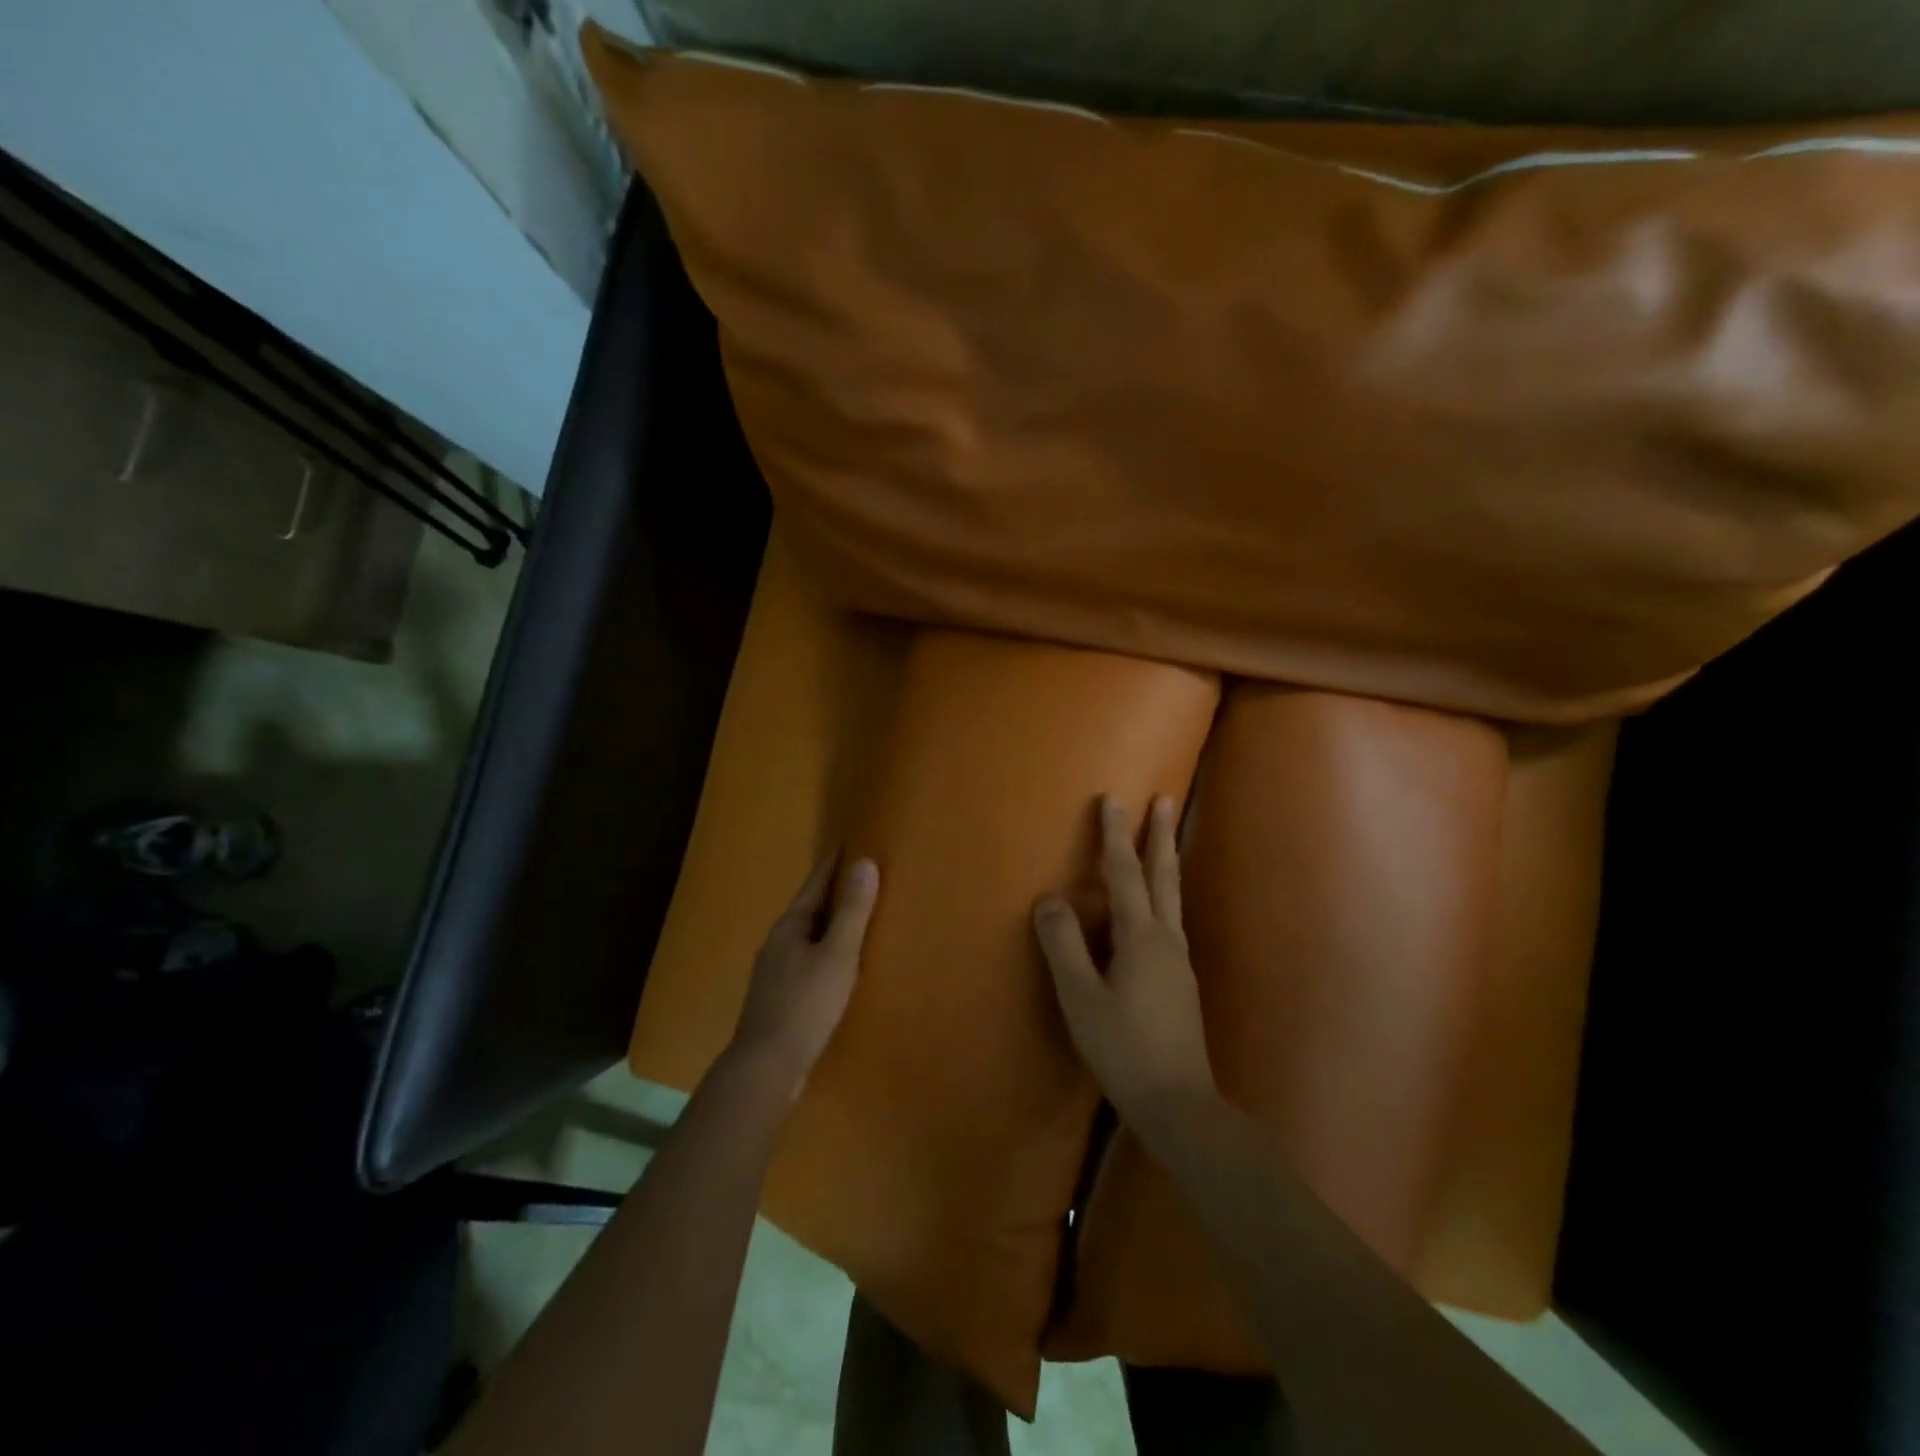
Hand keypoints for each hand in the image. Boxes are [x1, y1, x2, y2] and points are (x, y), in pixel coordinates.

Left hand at [729, 854, 878, 1100]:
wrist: (766, 1067)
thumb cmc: (805, 1004)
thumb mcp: (837, 954)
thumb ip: (853, 911)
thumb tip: (864, 862)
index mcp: (789, 927)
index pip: (814, 885)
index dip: (831, 865)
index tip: (846, 843)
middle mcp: (777, 944)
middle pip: (808, 909)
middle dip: (830, 893)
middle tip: (857, 877)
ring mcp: (774, 973)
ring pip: (806, 937)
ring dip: (827, 924)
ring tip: (852, 918)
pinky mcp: (779, 999)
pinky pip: (806, 962)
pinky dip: (824, 952)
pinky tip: (836, 966)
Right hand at [1034, 795, 1216, 1122]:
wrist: (1179, 1104)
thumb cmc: (1123, 1048)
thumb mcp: (1081, 998)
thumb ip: (1063, 945)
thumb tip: (1049, 898)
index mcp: (1141, 937)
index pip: (1124, 874)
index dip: (1115, 836)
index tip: (1112, 800)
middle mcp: (1166, 939)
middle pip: (1163, 876)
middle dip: (1160, 835)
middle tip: (1165, 799)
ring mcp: (1179, 960)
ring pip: (1172, 897)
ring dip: (1166, 861)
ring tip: (1165, 839)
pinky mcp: (1181, 980)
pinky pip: (1171, 919)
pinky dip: (1163, 893)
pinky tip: (1156, 909)